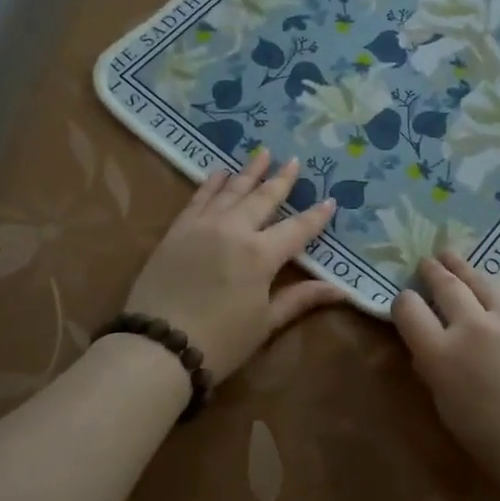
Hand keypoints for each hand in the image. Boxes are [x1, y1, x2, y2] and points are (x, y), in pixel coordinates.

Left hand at [125, 150, 344, 382]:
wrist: (158, 347)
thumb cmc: (220, 341)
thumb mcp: (265, 323)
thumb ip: (300, 298)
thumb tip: (341, 290)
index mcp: (261, 254)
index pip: (297, 229)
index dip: (316, 216)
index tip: (330, 200)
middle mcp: (234, 230)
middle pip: (263, 198)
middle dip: (281, 180)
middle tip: (293, 160)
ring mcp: (202, 226)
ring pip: (231, 191)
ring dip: (248, 172)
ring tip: (262, 153)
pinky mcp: (177, 230)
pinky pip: (198, 198)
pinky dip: (211, 183)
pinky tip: (219, 173)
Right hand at [392, 251, 499, 493]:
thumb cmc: (496, 441)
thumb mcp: (448, 407)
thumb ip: (434, 368)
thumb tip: (430, 343)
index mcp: (442, 355)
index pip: (408, 308)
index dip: (404, 302)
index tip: (408, 302)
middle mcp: (473, 326)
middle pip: (445, 284)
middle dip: (432, 272)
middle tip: (427, 263)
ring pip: (480, 280)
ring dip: (461, 268)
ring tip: (451, 257)